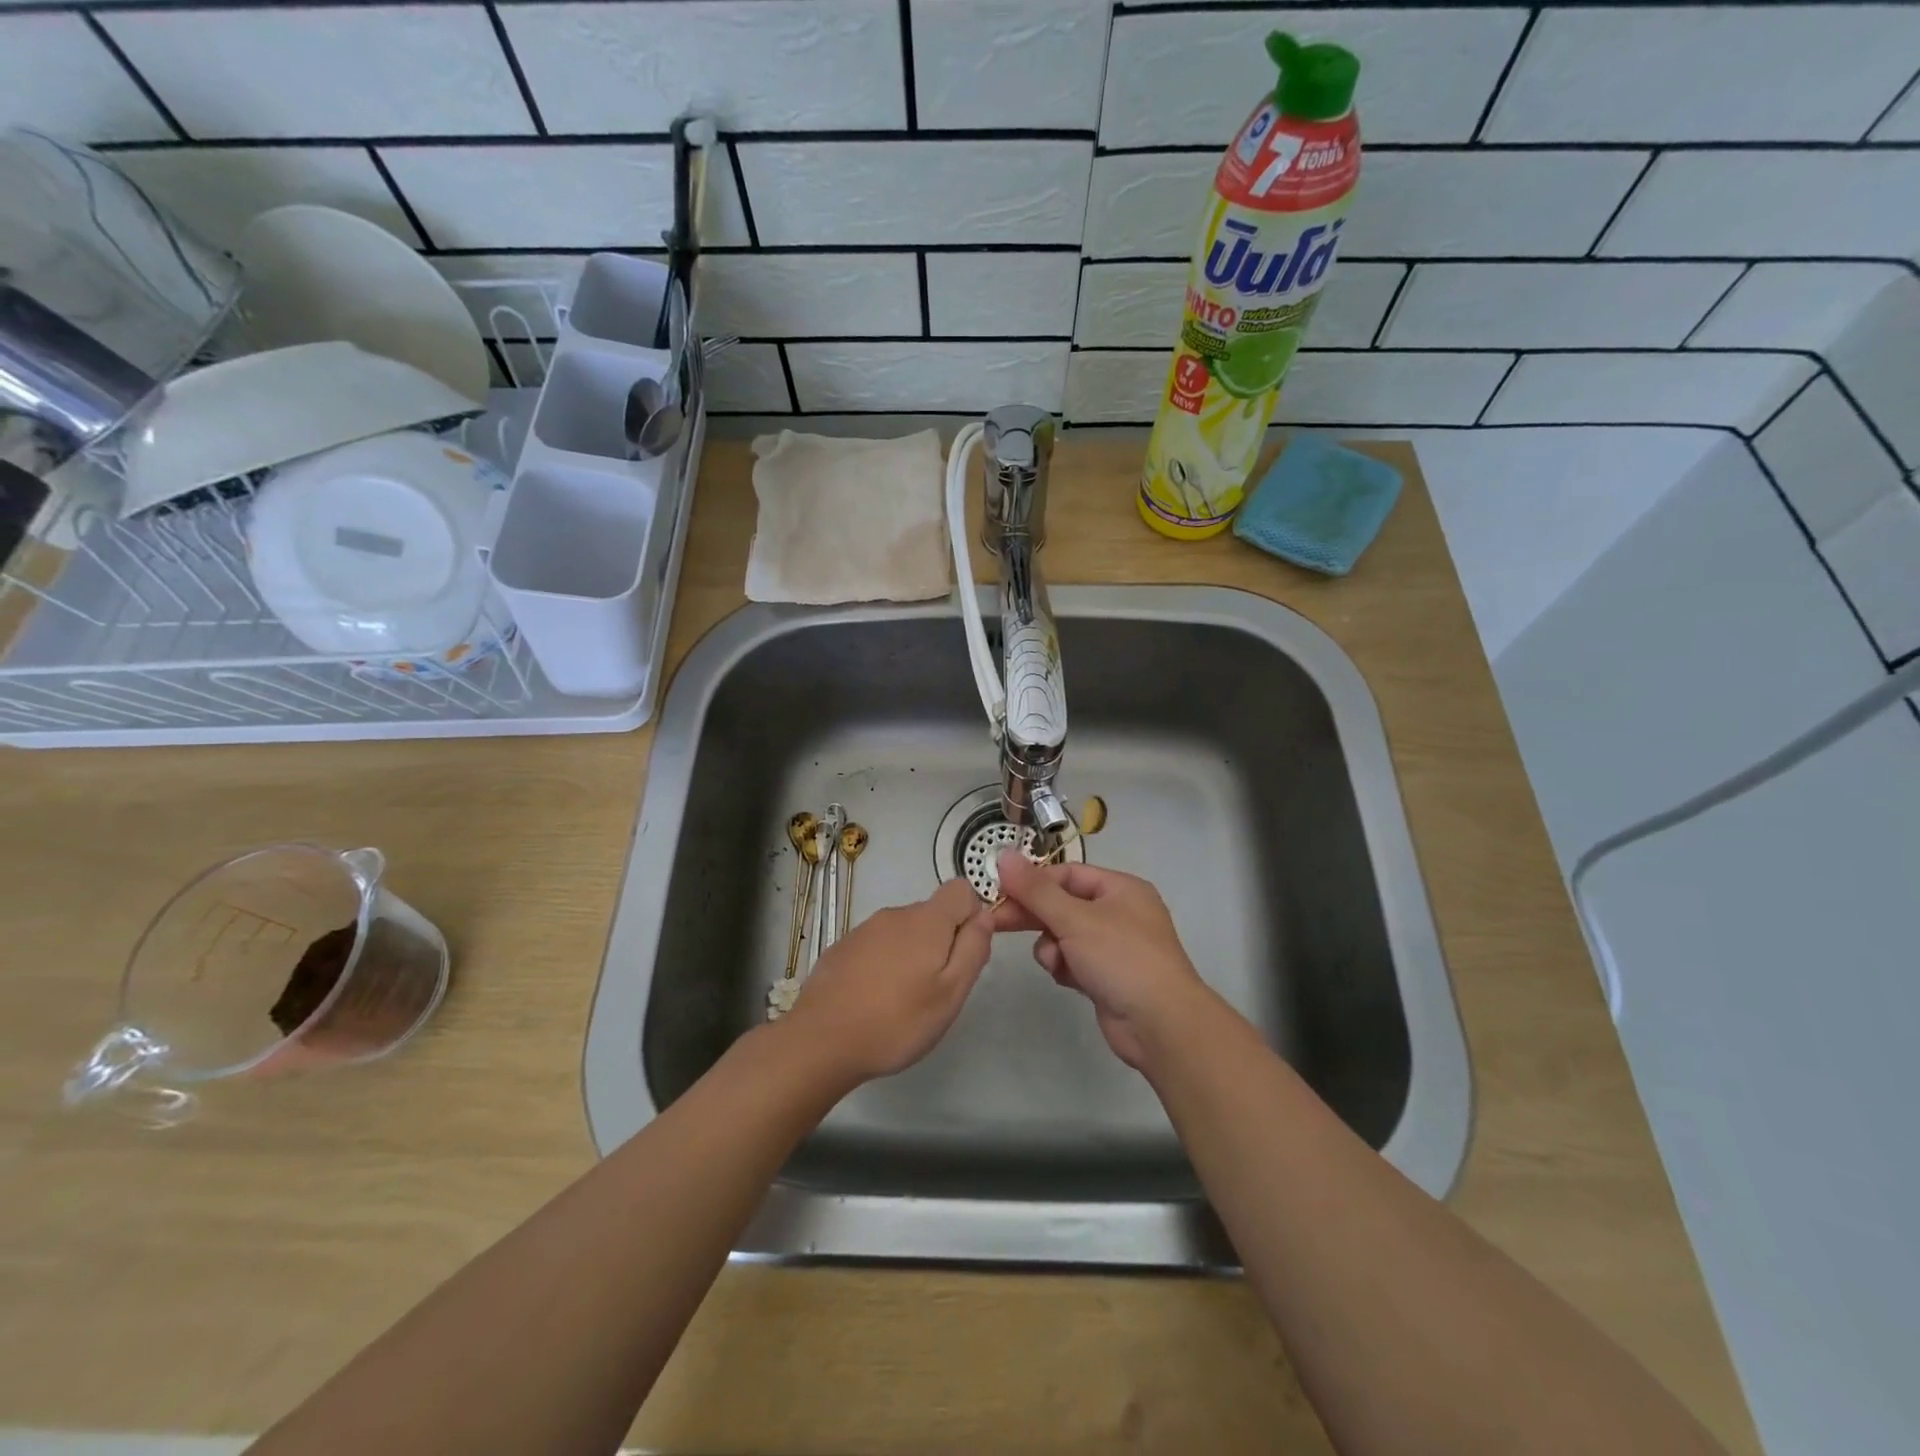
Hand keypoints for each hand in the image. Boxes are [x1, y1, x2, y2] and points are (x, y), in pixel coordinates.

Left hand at [783, 878, 991, 1083]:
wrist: (821, 1040)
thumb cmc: (897, 1020)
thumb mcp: (951, 993)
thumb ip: (973, 949)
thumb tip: (984, 916)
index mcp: (926, 920)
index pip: (961, 890)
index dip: (971, 916)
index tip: (964, 954)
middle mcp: (895, 914)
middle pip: (932, 914)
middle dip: (942, 943)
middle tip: (936, 990)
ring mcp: (864, 930)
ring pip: (903, 932)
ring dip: (911, 955)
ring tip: (903, 1000)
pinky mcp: (842, 948)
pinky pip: (877, 946)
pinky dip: (884, 964)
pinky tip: (873, 999)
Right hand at [991, 855, 1209, 1070]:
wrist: (1161, 1025)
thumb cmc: (1121, 958)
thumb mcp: (1075, 919)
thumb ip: (1036, 890)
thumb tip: (1004, 856)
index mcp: (1120, 889)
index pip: (1067, 874)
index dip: (1033, 881)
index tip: (1001, 891)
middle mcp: (1119, 913)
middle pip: (1063, 904)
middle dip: (1034, 915)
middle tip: (996, 922)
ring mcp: (1114, 947)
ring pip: (1063, 935)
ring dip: (1052, 947)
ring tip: (1056, 962)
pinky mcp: (1106, 977)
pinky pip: (1072, 961)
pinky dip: (1065, 967)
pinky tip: (1068, 979)